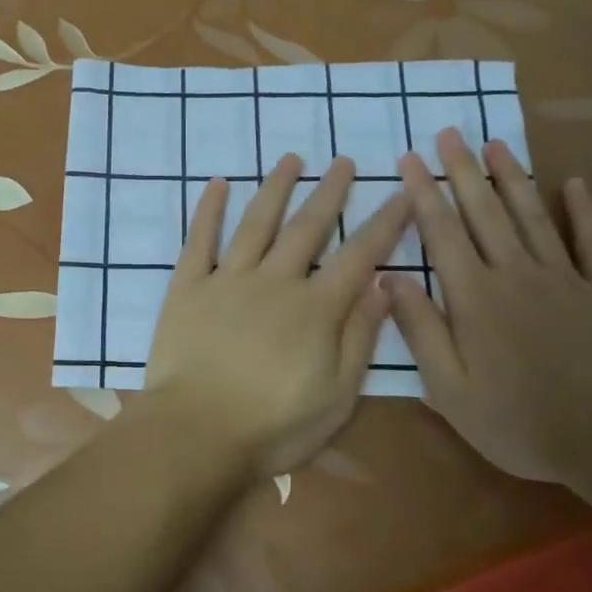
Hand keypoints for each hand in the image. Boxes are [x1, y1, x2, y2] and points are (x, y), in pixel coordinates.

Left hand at [143, 154, 410, 480]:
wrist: (197, 432)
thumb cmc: (273, 426)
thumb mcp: (337, 396)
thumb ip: (360, 338)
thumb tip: (384, 288)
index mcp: (316, 309)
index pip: (359, 256)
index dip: (384, 223)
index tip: (403, 192)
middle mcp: (275, 281)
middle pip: (308, 228)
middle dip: (330, 192)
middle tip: (344, 162)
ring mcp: (228, 280)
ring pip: (257, 223)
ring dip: (276, 188)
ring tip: (292, 159)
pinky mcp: (188, 287)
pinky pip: (199, 240)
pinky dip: (209, 210)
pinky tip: (218, 184)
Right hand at [386, 129, 591, 484]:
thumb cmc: (517, 421)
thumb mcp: (449, 388)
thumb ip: (420, 328)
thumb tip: (387, 276)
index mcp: (475, 296)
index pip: (442, 232)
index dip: (424, 193)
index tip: (411, 159)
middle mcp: (516, 274)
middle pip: (484, 212)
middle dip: (463, 170)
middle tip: (449, 132)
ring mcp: (565, 279)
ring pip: (532, 216)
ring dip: (511, 177)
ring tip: (496, 144)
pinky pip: (591, 242)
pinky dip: (583, 211)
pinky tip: (574, 184)